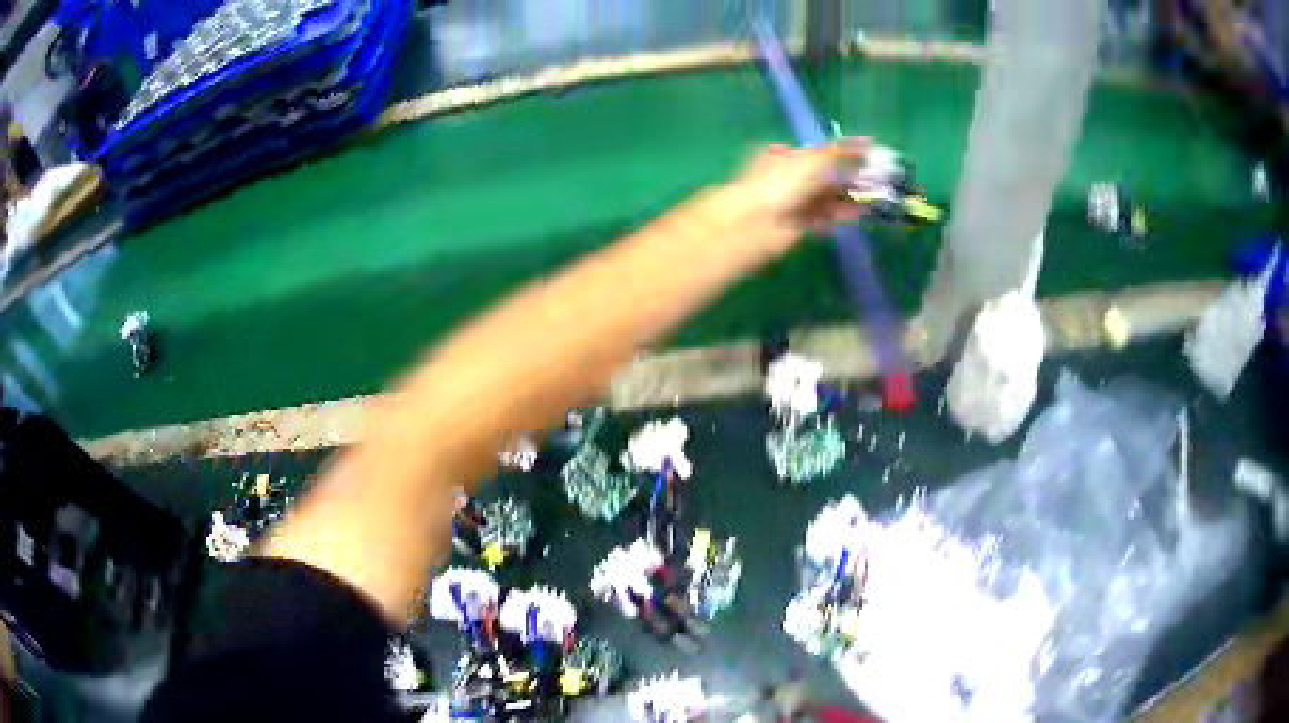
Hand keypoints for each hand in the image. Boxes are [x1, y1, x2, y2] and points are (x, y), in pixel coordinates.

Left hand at [726, 139, 867, 257]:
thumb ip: (842, 151)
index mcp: (782, 155)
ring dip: (848, 197)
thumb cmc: (781, 182)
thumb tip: (869, 141)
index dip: (842, 154)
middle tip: (877, 179)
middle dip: (848, 177)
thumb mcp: (813, 159)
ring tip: (874, 197)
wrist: (754, 223)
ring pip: (824, 197)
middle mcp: (785, 177)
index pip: (817, 152)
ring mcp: (789, 202)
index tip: (867, 157)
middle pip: (823, 176)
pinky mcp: (796, 226)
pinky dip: (840, 215)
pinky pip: (822, 217)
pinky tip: (860, 213)